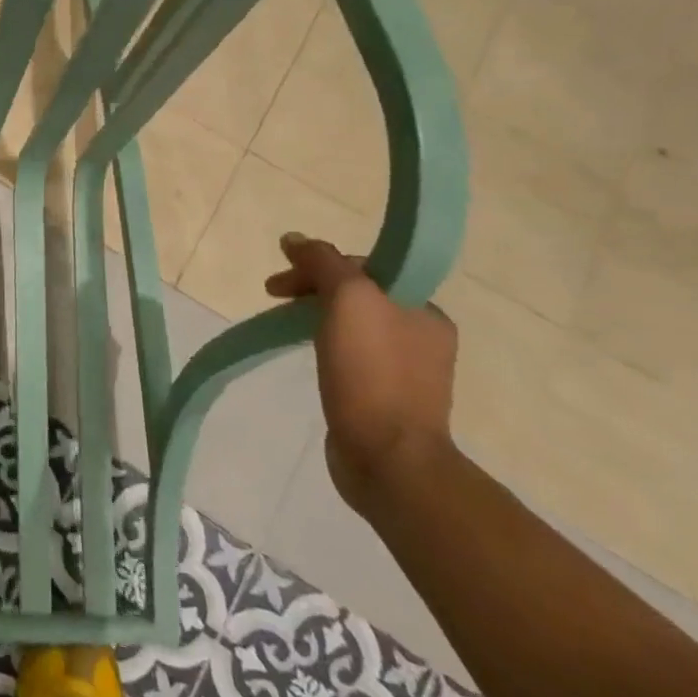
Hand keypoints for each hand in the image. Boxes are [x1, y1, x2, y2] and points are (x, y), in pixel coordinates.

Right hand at [265, 232, 457, 512]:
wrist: (389, 458)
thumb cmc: (372, 373)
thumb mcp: (348, 300)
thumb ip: (323, 262)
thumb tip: (294, 238)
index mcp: (425, 311)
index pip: (365, 269)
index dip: (319, 266)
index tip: (281, 282)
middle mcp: (422, 337)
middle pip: (358, 294)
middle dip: (312, 288)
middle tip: (272, 297)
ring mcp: (405, 371)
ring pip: (353, 325)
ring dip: (316, 316)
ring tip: (285, 326)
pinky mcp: (385, 399)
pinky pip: (351, 356)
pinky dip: (325, 346)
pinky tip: (309, 357)